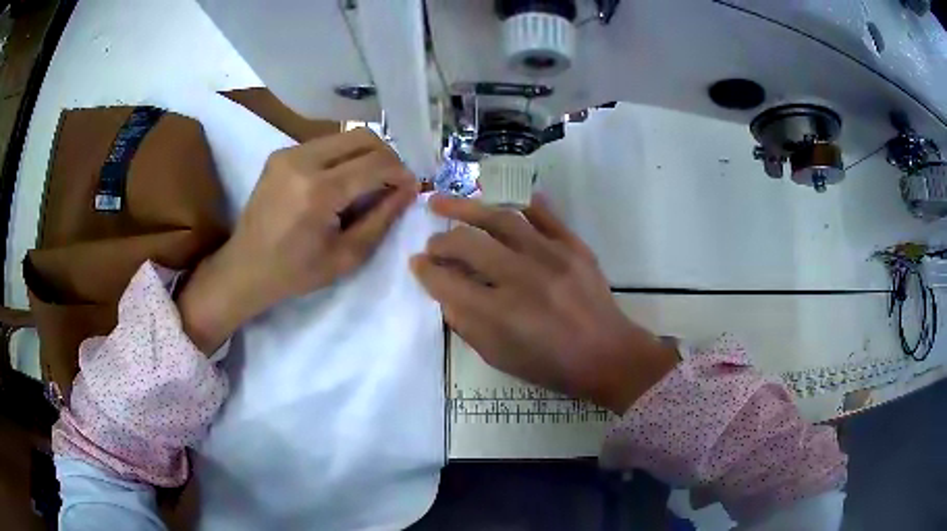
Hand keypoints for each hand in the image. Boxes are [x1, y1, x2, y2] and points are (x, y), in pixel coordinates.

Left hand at [179, 129, 418, 352]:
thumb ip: (382, 218)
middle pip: (363, 137)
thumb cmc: (296, 272)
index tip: (410, 187)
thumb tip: (410, 188)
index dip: (400, 172)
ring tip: (367, 183)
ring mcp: (288, 153)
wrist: (245, 268)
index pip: (376, 163)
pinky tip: (340, 181)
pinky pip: (324, 144)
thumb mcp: (347, 255)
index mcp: (319, 191)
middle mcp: (303, 161)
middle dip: (386, 156)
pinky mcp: (280, 154)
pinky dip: (342, 157)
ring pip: (345, 136)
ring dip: (364, 155)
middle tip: (391, 181)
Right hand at [411, 195, 677, 412]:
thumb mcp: (500, 357)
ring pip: (501, 219)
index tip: (417, 264)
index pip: (448, 283)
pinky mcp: (574, 247)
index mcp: (501, 314)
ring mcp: (551, 257)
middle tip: (431, 242)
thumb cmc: (552, 365)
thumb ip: (467, 325)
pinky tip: (503, 197)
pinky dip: (523, 204)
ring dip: (467, 207)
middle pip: (468, 244)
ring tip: (443, 201)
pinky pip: (545, 216)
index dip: (426, 272)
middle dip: (440, 241)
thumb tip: (446, 294)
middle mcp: (522, 278)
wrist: (608, 356)